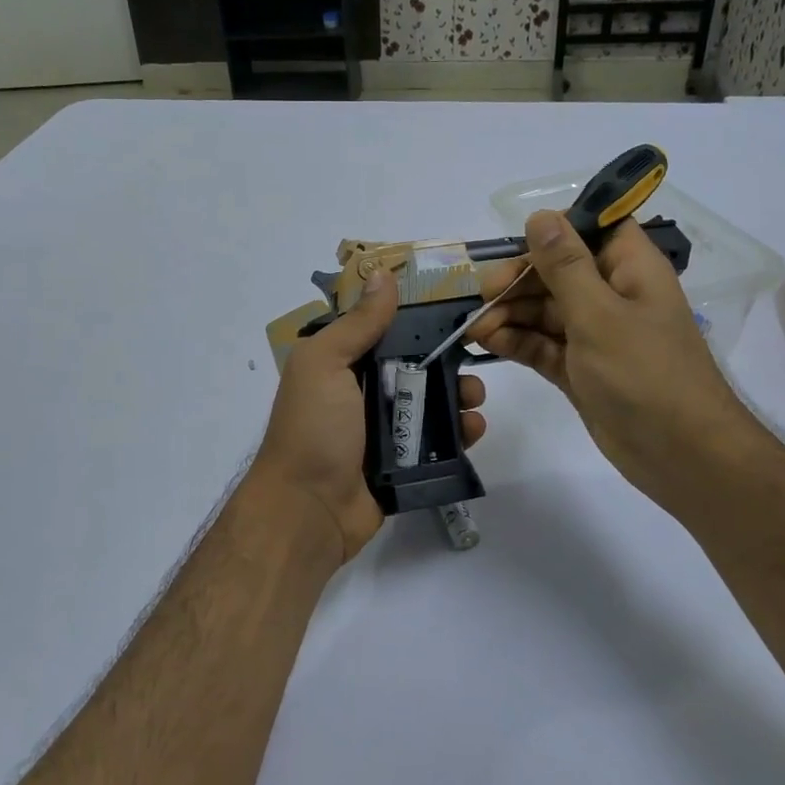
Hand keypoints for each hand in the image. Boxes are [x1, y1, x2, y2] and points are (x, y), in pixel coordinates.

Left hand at [252, 267, 488, 565]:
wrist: (309, 510)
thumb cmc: (314, 429)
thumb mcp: (326, 364)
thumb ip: (357, 323)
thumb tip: (382, 274)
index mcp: (339, 365)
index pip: (382, 331)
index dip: (416, 318)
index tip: (455, 306)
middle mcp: (360, 394)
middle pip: (413, 367)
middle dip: (446, 361)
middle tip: (473, 361)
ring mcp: (381, 432)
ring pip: (430, 405)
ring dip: (458, 397)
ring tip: (474, 398)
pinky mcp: (402, 466)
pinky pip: (436, 444)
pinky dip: (459, 435)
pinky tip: (475, 429)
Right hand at [468, 210, 766, 519]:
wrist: (678, 453)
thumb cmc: (644, 374)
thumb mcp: (599, 314)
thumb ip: (565, 266)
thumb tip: (539, 216)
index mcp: (630, 269)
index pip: (591, 229)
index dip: (554, 232)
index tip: (515, 245)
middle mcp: (612, 295)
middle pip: (557, 272)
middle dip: (518, 280)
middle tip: (483, 295)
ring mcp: (595, 334)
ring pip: (544, 310)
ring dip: (510, 314)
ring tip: (476, 330)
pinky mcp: (580, 369)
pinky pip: (542, 345)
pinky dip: (517, 342)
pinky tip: (488, 343)